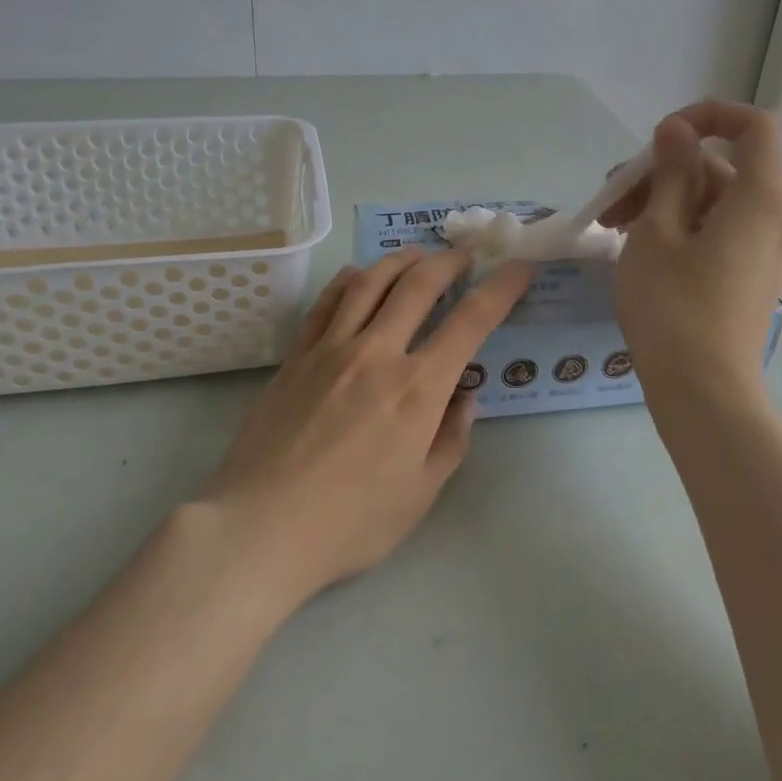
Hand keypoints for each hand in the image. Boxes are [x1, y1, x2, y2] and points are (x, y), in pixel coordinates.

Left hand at [200, 248, 533, 600]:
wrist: (261, 526)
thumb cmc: (350, 522)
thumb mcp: (420, 494)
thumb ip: (451, 440)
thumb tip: (464, 398)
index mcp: (417, 389)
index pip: (471, 321)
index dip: (502, 288)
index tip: (520, 268)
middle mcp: (377, 353)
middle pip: (419, 285)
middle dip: (449, 262)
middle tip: (464, 256)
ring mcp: (331, 349)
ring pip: (371, 282)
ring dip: (401, 260)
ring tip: (418, 254)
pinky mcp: (296, 356)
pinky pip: (326, 302)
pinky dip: (349, 280)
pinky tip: (359, 275)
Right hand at [602, 101, 781, 393]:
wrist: (702, 391)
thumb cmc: (673, 305)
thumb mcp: (658, 230)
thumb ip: (671, 173)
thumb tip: (677, 131)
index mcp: (760, 198)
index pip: (753, 126)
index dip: (708, 116)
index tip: (660, 138)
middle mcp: (773, 219)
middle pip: (723, 167)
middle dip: (664, 171)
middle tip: (611, 197)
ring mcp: (764, 252)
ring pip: (714, 203)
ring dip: (664, 201)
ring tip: (612, 225)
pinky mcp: (749, 277)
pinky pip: (718, 232)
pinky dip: (681, 227)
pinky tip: (639, 247)